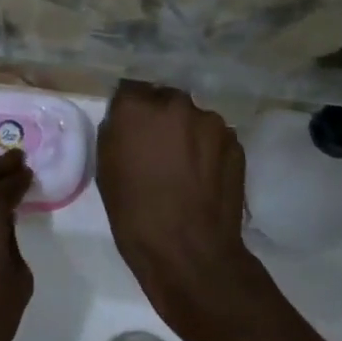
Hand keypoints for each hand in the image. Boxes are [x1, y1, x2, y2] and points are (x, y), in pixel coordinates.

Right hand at [97, 81, 261, 340]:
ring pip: (192, 118)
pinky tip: (203, 177)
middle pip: (164, 99)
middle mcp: (176, 103)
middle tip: (156, 148)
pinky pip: (214, 137)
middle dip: (160, 118)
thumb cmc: (135, 213)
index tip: (130, 129)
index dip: (129, 110)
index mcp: (137, 107)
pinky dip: (207, 150)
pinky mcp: (235, 142)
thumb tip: (127, 122)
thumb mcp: (106, 169)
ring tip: (183, 166)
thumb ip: (117, 132)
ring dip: (186, 133)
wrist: (190, 251)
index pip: (130, 90)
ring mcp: (211, 121)